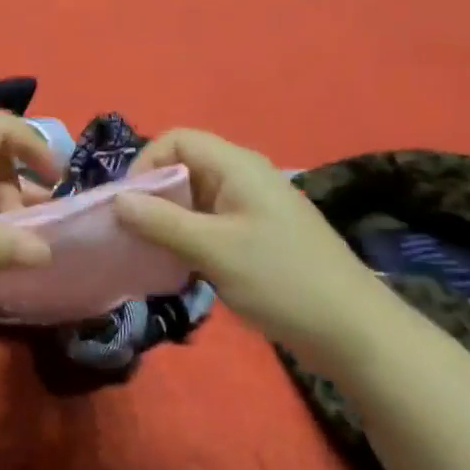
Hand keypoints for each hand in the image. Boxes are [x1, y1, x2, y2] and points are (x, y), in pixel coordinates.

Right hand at [113, 129, 395, 368]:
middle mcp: (243, 177)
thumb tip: (116, 200)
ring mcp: (251, 207)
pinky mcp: (256, 235)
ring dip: (167, 220)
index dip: (146, 164)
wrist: (352, 330)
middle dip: (153, 195)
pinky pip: (209, 222)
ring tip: (150, 253)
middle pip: (183, 166)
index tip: (128, 205)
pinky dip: (187, 237)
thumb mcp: (214, 250)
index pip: (177, 139)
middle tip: (132, 233)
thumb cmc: (281, 280)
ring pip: (194, 198)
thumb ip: (162, 222)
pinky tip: (178, 267)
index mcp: (237, 166)